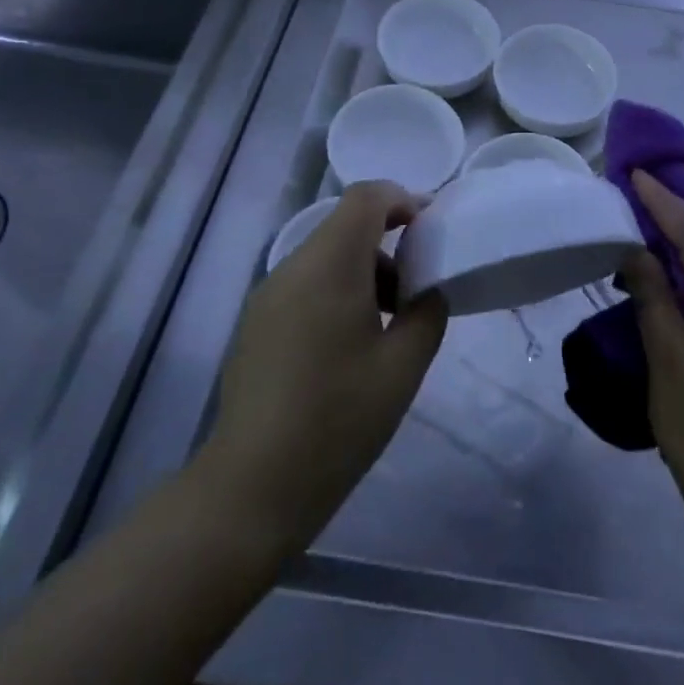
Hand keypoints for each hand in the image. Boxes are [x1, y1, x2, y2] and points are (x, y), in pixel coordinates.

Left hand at [203, 182, 447, 550]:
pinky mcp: (256, 323)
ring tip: (387, 323)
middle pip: (345, 225)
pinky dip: (336, 290)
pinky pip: (304, 283)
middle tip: (416, 288)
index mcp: (329, 265)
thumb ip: (427, 312)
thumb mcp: (403, 366)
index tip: (430, 231)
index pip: (365, 197)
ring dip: (363, 270)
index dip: (403, 200)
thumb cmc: (338, 419)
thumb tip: (427, 290)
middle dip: (388, 242)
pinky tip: (349, 346)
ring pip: (325, 255)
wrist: (252, 486)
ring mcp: (267, 295)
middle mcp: (292, 267)